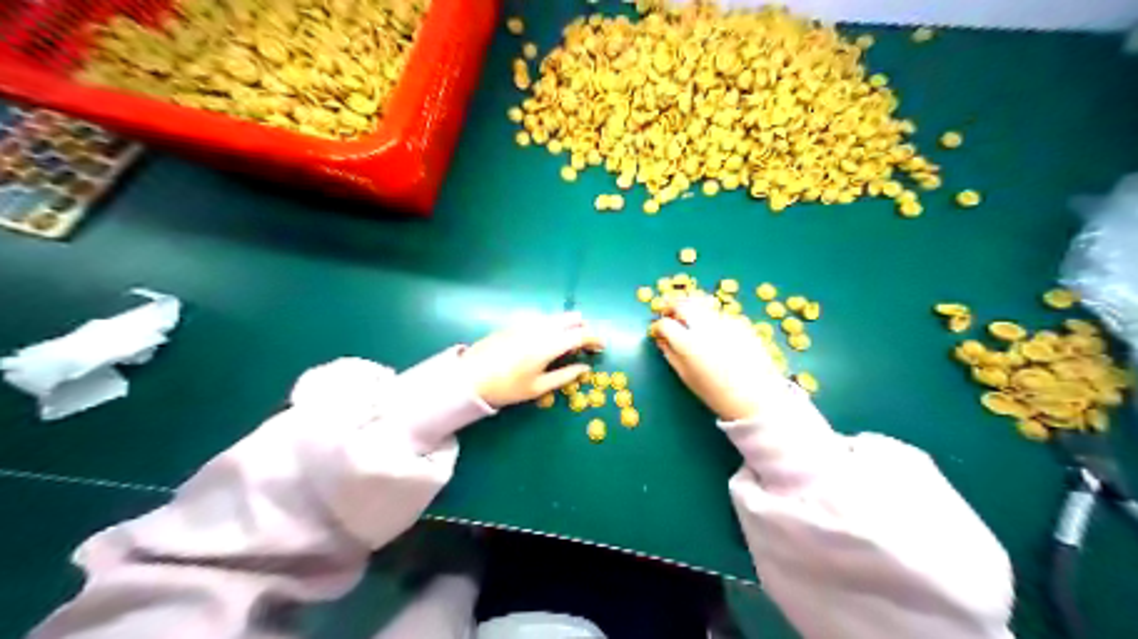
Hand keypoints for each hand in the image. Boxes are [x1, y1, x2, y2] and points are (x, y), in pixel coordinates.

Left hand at [463, 310, 604, 409]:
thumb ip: (564, 376)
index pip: (580, 334)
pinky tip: (548, 340)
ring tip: (569, 343)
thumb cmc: (506, 388)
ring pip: (556, 316)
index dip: (595, 338)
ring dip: (568, 325)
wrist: (469, 378)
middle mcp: (540, 328)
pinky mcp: (516, 323)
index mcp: (548, 345)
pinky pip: (542, 318)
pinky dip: (553, 325)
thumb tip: (585, 369)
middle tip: (586, 344)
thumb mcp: (537, 388)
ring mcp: (526, 323)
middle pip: (570, 318)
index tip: (602, 347)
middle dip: (583, 328)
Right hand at [655, 294, 789, 424]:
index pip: (665, 323)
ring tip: (689, 319)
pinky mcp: (740, 323)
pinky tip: (713, 331)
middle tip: (669, 315)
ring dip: (691, 308)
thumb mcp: (687, 377)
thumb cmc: (717, 394)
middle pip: (682, 304)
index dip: (658, 326)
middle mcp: (704, 327)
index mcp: (688, 343)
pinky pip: (719, 314)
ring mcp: (724, 322)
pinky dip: (710, 317)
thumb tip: (662, 340)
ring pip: (701, 304)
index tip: (658, 331)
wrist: (756, 398)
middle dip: (672, 307)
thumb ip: (671, 354)